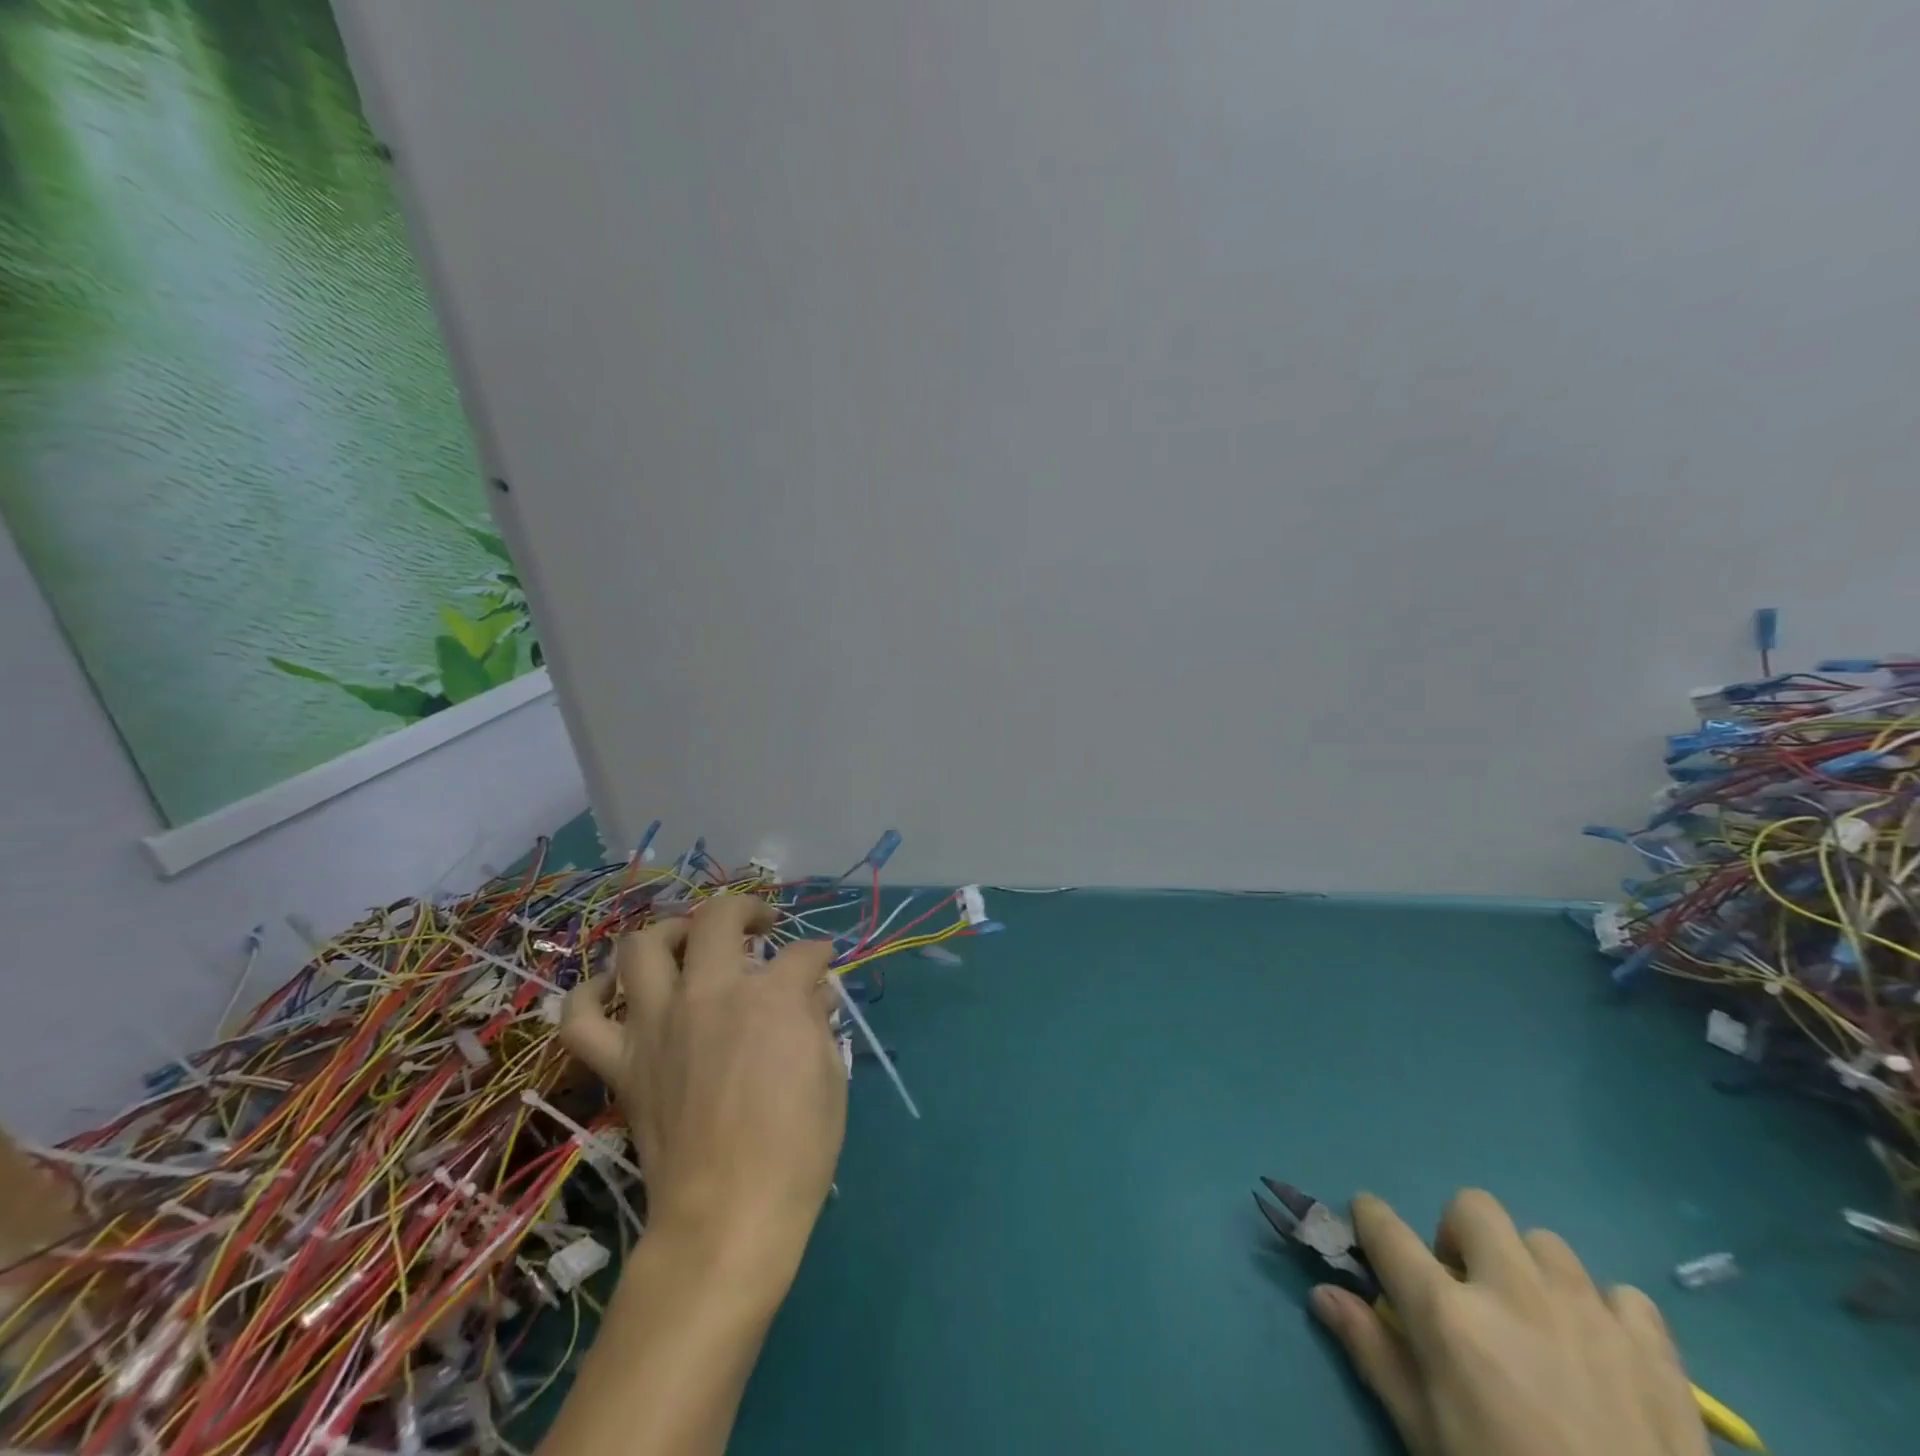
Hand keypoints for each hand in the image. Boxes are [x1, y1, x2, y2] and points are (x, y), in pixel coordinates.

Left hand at [559, 894, 847, 1286]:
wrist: (727, 1219)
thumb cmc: (796, 1150)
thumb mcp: (830, 1076)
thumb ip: (817, 1021)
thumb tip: (813, 994)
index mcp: (770, 997)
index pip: (801, 954)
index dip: (818, 955)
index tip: (822, 964)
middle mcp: (710, 993)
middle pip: (718, 919)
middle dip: (746, 909)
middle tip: (760, 926)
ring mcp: (657, 1025)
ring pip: (644, 946)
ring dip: (670, 931)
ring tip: (689, 940)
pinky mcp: (622, 1064)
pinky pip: (581, 1018)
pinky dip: (590, 995)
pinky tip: (613, 988)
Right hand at [1312, 1190, 1709, 1455]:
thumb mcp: (1426, 1434)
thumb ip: (1374, 1354)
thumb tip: (1322, 1294)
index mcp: (1447, 1314)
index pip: (1385, 1228)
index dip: (1368, 1218)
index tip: (1368, 1230)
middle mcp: (1511, 1291)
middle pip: (1472, 1207)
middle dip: (1459, 1237)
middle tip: (1467, 1290)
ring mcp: (1587, 1313)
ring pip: (1544, 1242)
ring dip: (1530, 1270)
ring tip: (1539, 1324)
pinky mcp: (1653, 1349)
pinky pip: (1623, 1295)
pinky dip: (1606, 1312)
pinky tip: (1604, 1355)